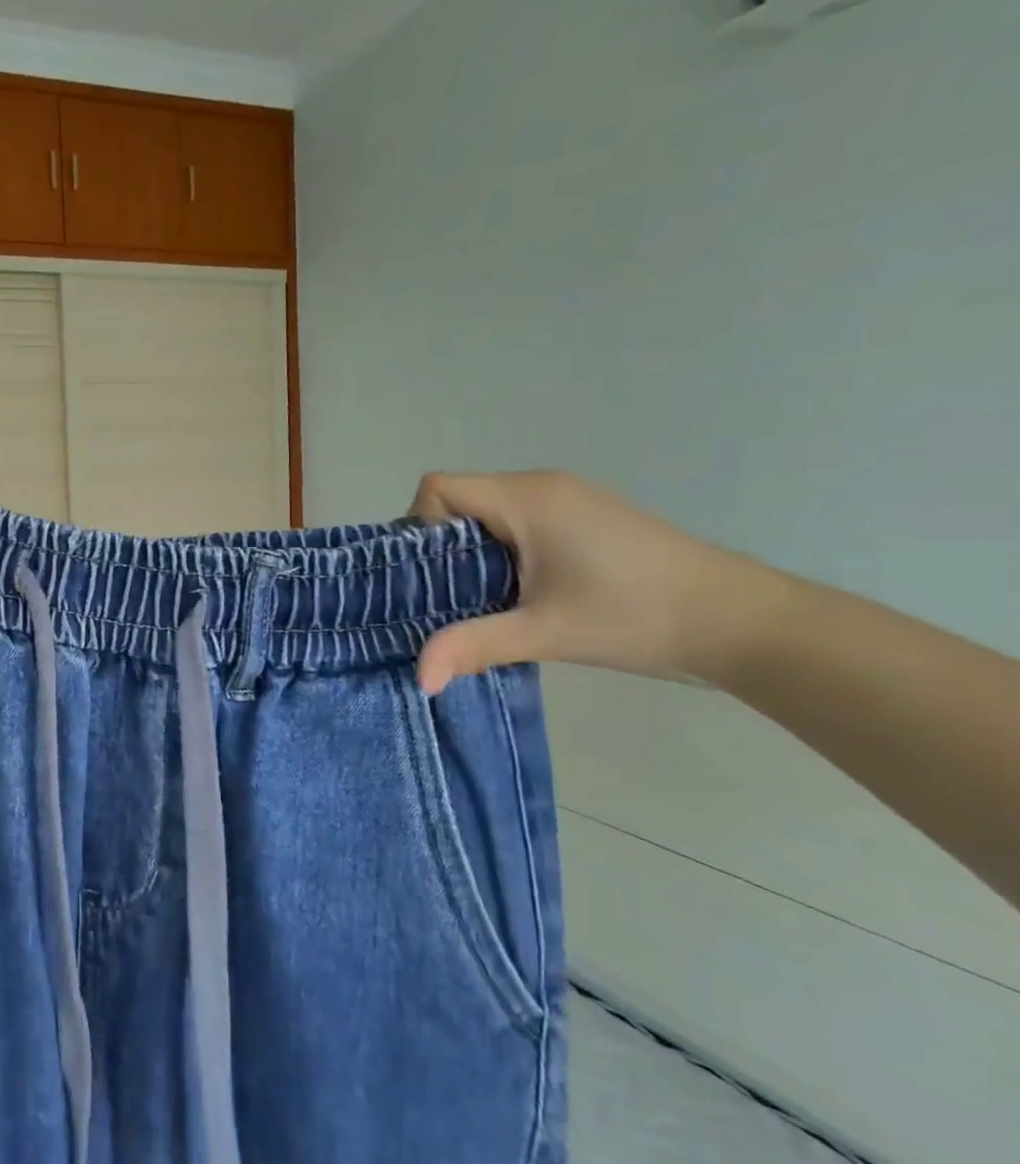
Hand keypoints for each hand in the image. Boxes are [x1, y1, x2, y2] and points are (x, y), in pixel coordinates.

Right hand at [409, 470, 785, 694]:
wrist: (744, 623)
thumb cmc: (637, 616)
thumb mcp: (545, 633)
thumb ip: (473, 645)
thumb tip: (419, 678)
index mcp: (528, 498)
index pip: (439, 488)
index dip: (419, 526)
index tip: (430, 576)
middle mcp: (543, 486)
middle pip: (458, 499)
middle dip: (440, 547)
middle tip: (446, 598)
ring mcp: (568, 499)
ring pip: (487, 513)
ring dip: (470, 553)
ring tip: (479, 600)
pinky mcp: (585, 519)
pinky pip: (516, 522)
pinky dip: (500, 552)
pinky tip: (517, 593)